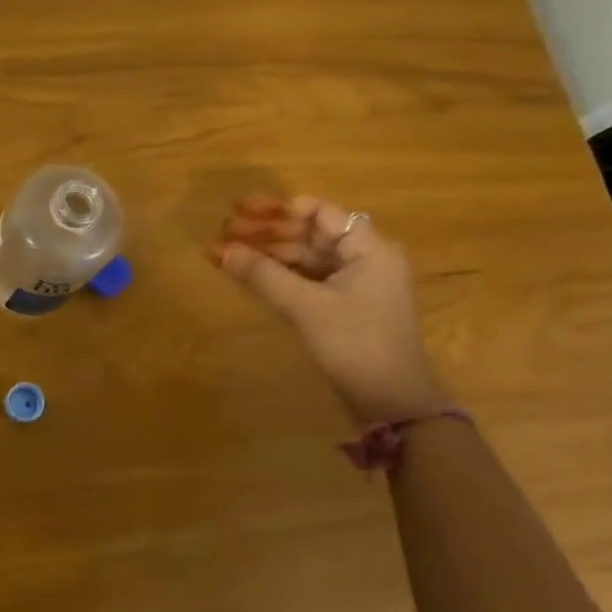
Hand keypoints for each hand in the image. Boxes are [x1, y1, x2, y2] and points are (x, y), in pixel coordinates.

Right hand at [212, 195, 451, 424]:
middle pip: (309, 233)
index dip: (278, 208)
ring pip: (304, 257)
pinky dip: (277, 274)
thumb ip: (261, 275)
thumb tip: (220, 249)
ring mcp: (355, 284)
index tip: (241, 210)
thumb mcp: (305, 307)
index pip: (319, 212)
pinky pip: (306, 278)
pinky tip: (247, 274)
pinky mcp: (344, 307)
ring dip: (266, 253)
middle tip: (223, 231)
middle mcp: (365, 259)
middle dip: (265, 231)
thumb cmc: (355, 343)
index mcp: (369, 249)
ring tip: (226, 253)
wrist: (392, 403)